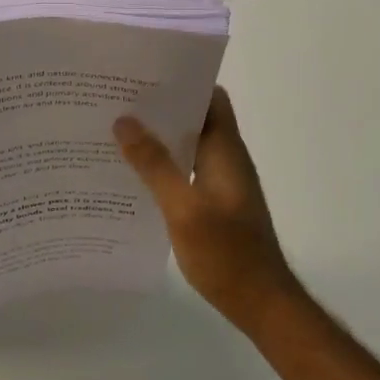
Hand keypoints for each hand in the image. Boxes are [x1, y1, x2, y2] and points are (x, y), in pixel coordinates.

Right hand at [115, 88, 304, 334]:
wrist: (262, 304)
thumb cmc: (226, 253)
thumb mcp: (183, 208)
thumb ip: (155, 164)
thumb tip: (124, 120)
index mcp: (225, 150)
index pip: (211, 97)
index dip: (183, 80)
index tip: (145, 75)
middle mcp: (226, 159)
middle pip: (196, 118)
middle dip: (161, 107)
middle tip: (118, 100)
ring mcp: (222, 182)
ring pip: (188, 145)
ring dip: (159, 137)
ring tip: (117, 131)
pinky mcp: (215, 203)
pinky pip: (187, 170)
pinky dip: (163, 164)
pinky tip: (133, 174)